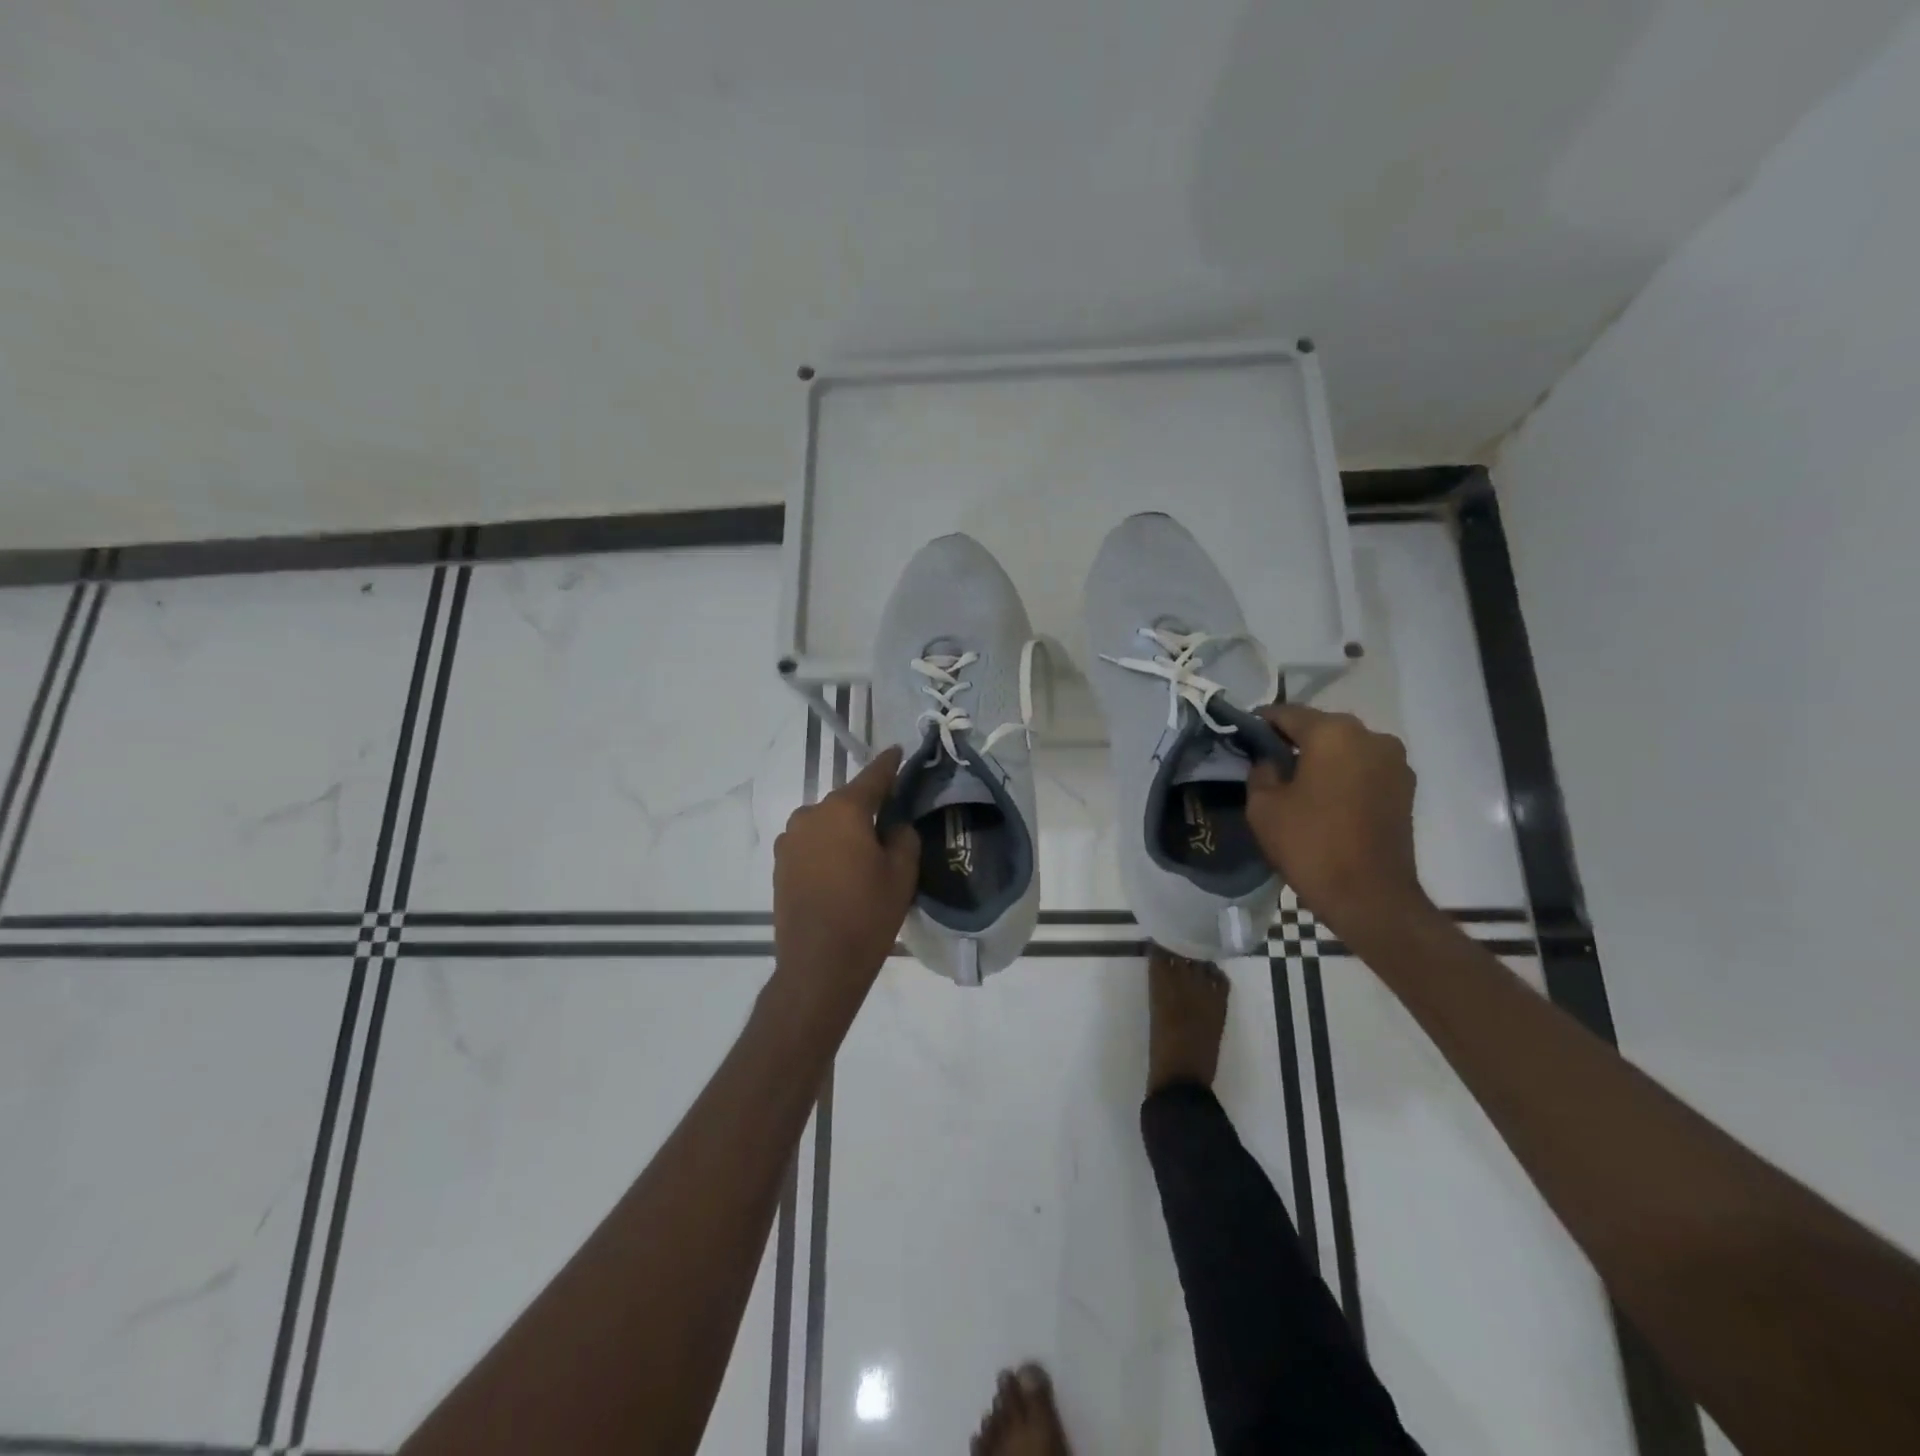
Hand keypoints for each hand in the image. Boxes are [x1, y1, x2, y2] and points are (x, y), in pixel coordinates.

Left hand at [772, 746, 919, 1009]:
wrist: (818, 965)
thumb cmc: (867, 914)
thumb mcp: (902, 873)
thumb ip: (902, 837)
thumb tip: (892, 826)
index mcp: (843, 810)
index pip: (872, 777)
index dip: (888, 765)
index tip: (897, 751)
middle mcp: (810, 815)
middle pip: (846, 803)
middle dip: (866, 808)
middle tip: (889, 823)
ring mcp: (789, 841)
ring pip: (826, 824)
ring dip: (844, 831)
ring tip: (864, 855)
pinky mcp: (779, 865)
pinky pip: (811, 845)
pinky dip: (827, 850)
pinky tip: (841, 872)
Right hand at [1246, 704, 1428, 939]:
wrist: (1370, 896)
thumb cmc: (1310, 845)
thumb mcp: (1263, 806)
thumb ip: (1261, 770)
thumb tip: (1269, 760)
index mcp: (1332, 733)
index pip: (1287, 713)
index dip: (1260, 723)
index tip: (1242, 737)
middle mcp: (1369, 736)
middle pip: (1320, 727)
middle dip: (1293, 740)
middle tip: (1267, 762)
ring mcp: (1394, 761)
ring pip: (1345, 747)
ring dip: (1321, 758)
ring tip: (1297, 783)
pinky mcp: (1405, 787)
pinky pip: (1364, 767)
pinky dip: (1344, 774)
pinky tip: (1325, 798)